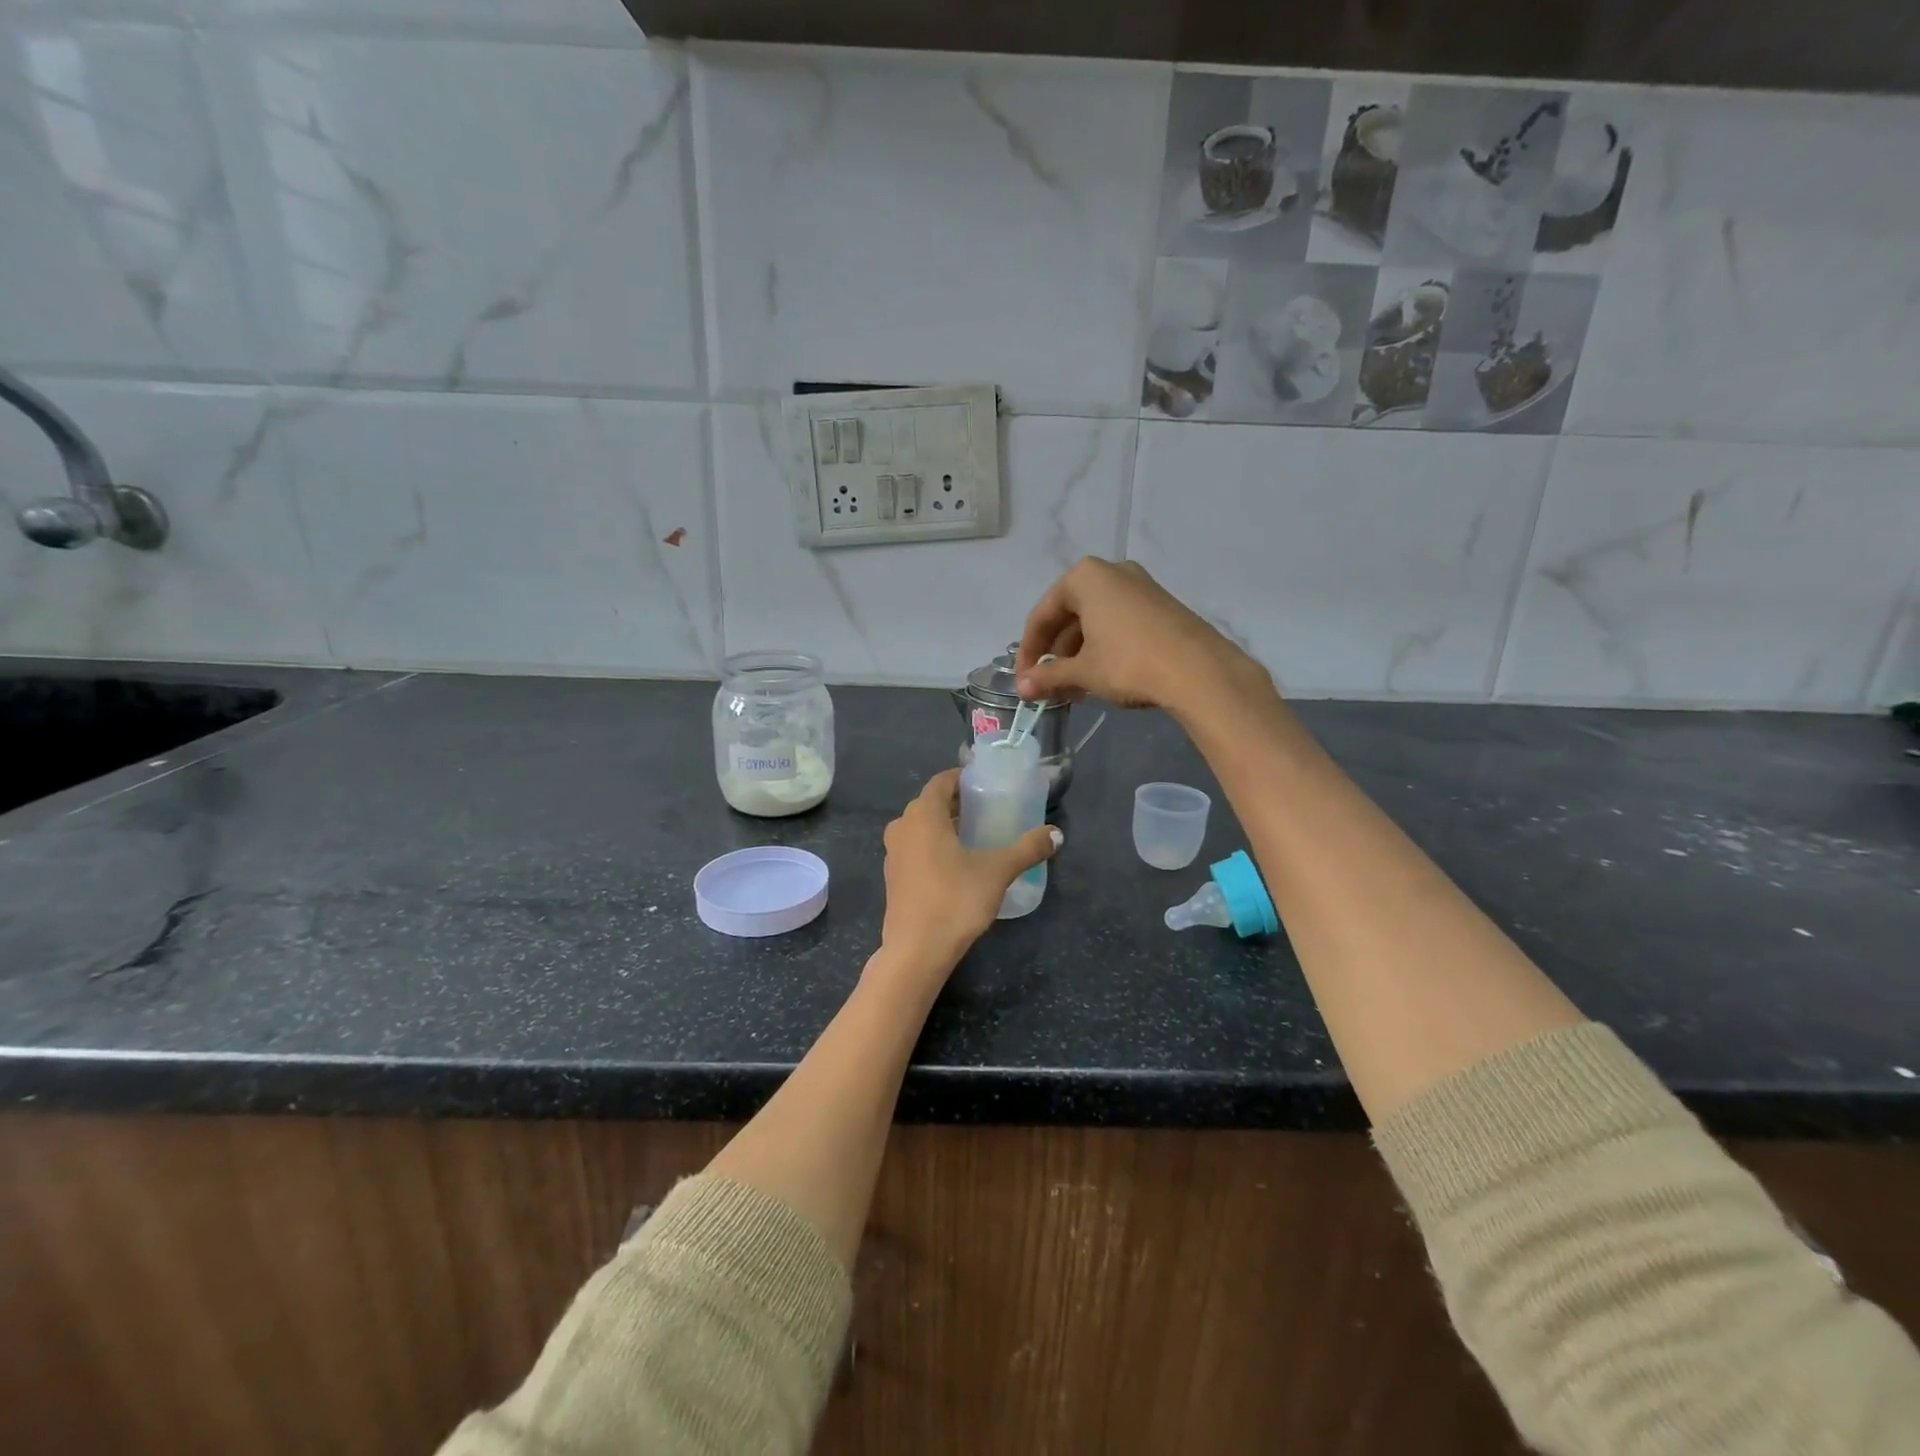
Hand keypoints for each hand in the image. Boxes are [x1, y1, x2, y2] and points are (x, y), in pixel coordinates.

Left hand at [877, 769, 1060, 980]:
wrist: (917, 951)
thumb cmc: (955, 900)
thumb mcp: (997, 871)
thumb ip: (1027, 849)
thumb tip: (1056, 834)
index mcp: (923, 815)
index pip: (941, 781)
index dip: (962, 778)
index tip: (985, 784)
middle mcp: (902, 827)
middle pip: (930, 804)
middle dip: (956, 803)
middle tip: (986, 809)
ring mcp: (893, 853)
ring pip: (920, 827)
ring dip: (943, 826)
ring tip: (974, 836)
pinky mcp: (893, 877)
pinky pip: (914, 849)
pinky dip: (932, 846)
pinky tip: (955, 864)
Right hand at [1014, 557, 1270, 714]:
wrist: (1199, 671)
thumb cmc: (1128, 663)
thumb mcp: (1083, 671)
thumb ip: (1048, 677)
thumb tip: (1021, 688)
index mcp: (1085, 577)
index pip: (1042, 614)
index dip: (1029, 650)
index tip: (1024, 679)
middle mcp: (1112, 572)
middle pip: (1070, 615)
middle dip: (1056, 653)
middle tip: (1050, 685)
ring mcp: (1141, 586)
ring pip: (1095, 621)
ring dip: (1079, 654)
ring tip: (1075, 688)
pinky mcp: (1161, 605)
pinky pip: (1119, 623)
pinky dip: (1104, 648)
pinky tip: (1102, 678)